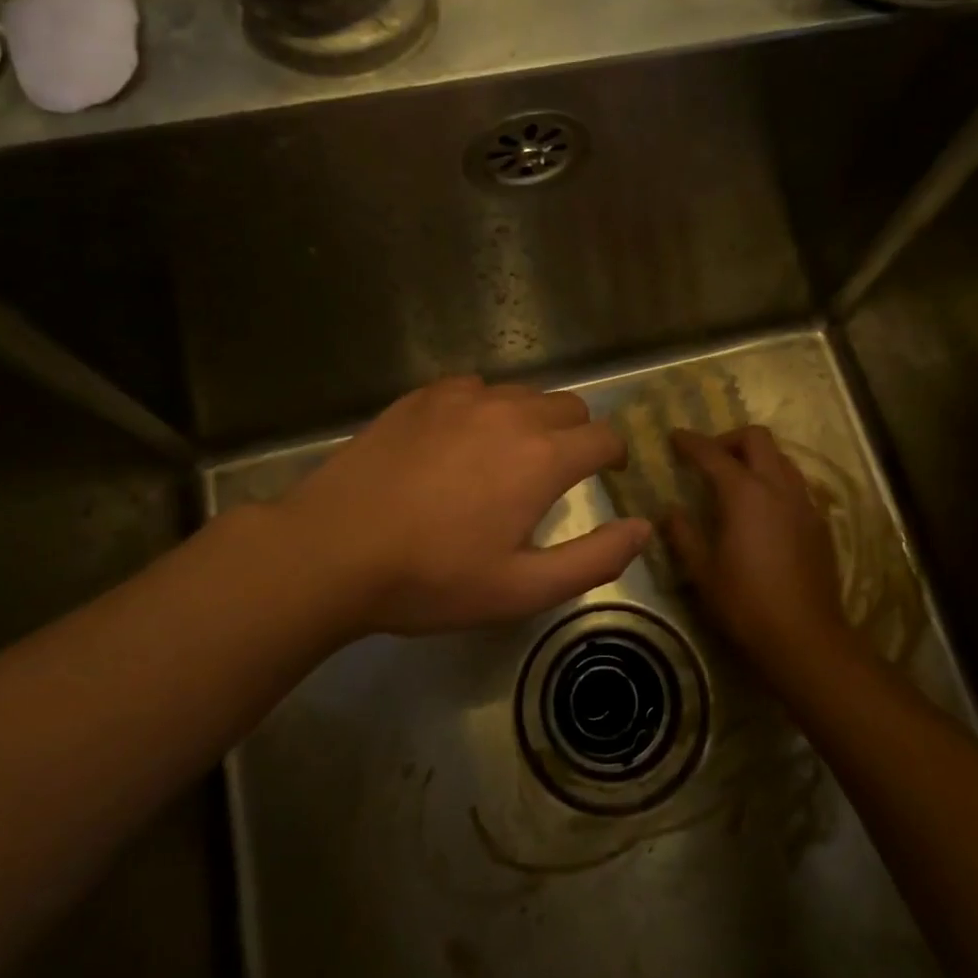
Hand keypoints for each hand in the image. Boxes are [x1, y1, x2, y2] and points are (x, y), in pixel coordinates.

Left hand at [280, 377, 651, 638]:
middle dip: (577, 435)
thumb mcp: (522, 589)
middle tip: (557, 473)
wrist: (332, 549)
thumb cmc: (433, 578)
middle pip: (569, 406)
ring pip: (522, 394)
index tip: (606, 475)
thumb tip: (645, 528)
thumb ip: (595, 558)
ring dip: (532, 420)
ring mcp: (463, 398)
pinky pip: (474, 389)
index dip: (613, 456)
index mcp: (543, 458)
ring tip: (508, 457)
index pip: (603, 438)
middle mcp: (511, 413)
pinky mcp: (422, 396)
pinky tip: (460, 440)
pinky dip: (484, 408)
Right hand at [668, 427, 849, 663]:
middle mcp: (778, 487)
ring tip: (736, 480)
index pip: (713, 454)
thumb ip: (683, 534)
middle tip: (709, 458)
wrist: (806, 638)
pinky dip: (775, 481)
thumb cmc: (745, 604)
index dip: (691, 442)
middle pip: (757, 439)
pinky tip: (763, 510)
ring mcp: (804, 503)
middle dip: (729, 439)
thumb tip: (669, 511)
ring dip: (756, 458)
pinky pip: (796, 484)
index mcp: (744, 493)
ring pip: (781, 458)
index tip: (675, 437)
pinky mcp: (820, 523)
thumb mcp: (702, 571)